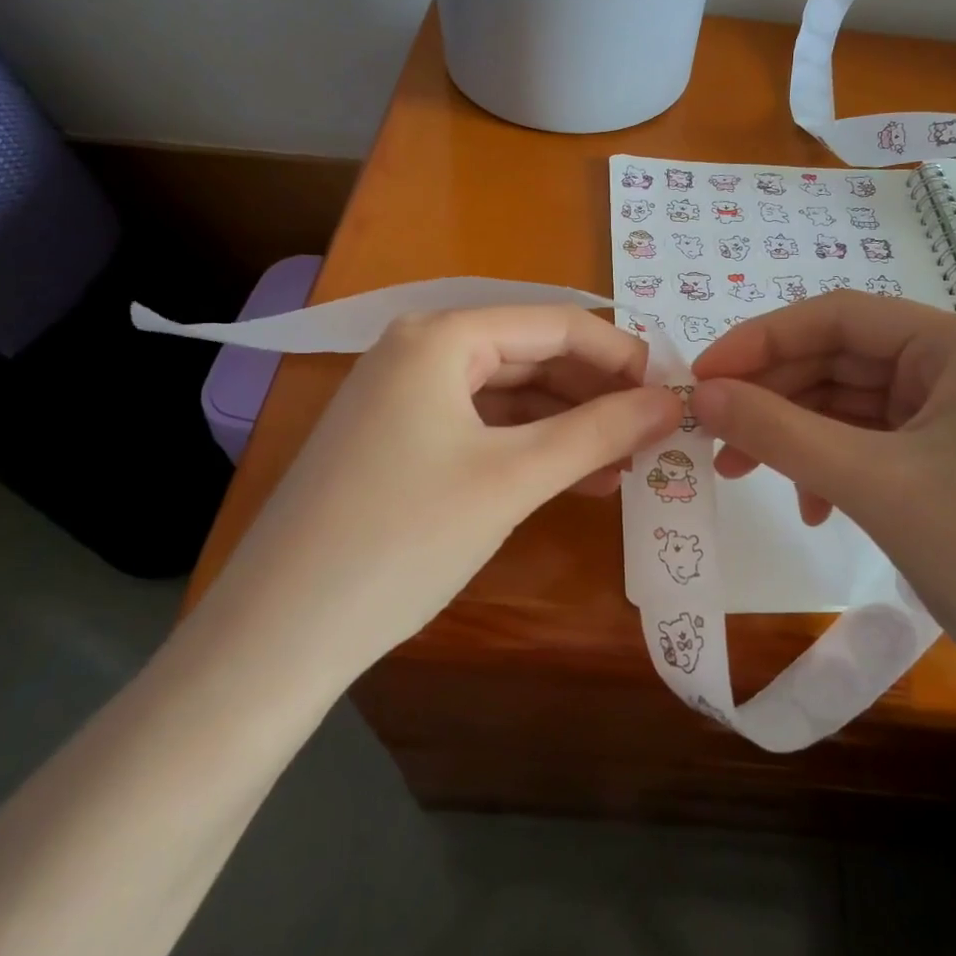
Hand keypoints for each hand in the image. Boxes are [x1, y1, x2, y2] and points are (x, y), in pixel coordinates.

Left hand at [210, 306, 681, 674]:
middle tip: (655, 435)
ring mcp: (404, 396)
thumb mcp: (513, 478)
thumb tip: (674, 402)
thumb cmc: (404, 537)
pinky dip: (530, 448)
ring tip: (625, 465)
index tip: (675, 394)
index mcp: (442, 335)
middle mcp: (420, 350)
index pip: (557, 324)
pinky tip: (572, 478)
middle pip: (533, 355)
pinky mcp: (399, 440)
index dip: (622, 356)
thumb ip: (599, 432)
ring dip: (569, 426)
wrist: (280, 632)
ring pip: (510, 395)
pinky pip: (482, 427)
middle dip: (597, 394)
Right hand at [689, 292, 955, 701]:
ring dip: (794, 435)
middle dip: (772, 396)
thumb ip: (778, 432)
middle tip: (711, 434)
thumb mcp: (872, 484)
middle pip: (841, 360)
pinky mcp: (952, 457)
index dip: (761, 340)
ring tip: (742, 473)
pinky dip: (829, 464)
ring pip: (849, 404)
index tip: (701, 377)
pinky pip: (871, 441)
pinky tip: (811, 505)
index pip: (839, 317)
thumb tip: (701, 395)